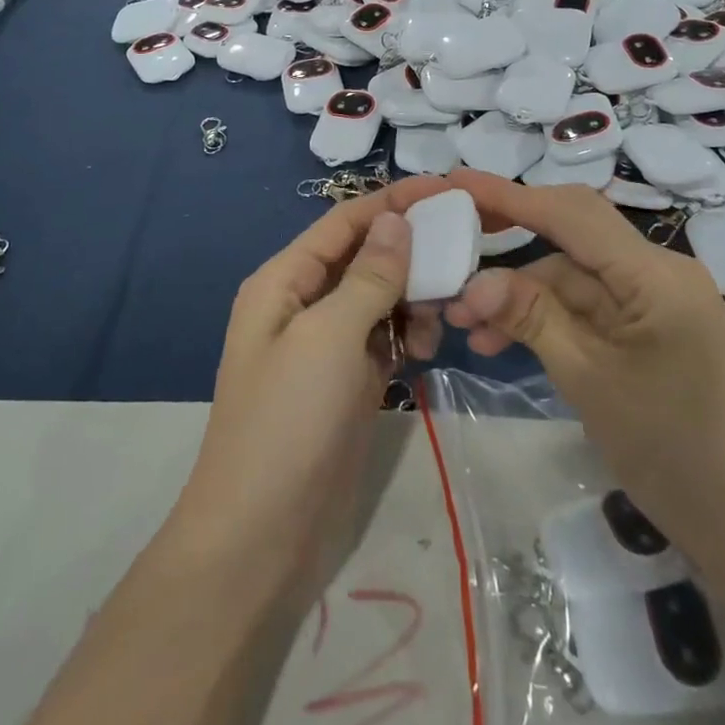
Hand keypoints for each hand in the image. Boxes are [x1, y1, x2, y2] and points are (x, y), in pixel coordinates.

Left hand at [173, 179, 448, 591]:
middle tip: (464, 253)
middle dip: (411, 251)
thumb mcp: (329, 337)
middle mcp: (303, 303)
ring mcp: (325, 344)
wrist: (261, 536)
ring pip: (380, 297)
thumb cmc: (288, 421)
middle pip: (365, 256)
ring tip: (440, 317)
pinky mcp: (346, 380)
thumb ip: (368, 276)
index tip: (447, 189)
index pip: (345, 222)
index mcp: (284, 280)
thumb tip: (395, 218)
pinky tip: (425, 347)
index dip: (393, 201)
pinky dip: (407, 333)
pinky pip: (384, 337)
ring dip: (413, 297)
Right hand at [442, 169, 724, 591]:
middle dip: (510, 237)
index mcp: (654, 273)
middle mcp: (658, 272)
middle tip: (450, 245)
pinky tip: (505, 343)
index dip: (509, 194)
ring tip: (465, 323)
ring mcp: (656, 302)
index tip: (454, 180)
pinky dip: (547, 319)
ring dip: (521, 294)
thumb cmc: (677, 453)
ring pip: (574, 277)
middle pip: (572, 235)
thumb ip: (532, 318)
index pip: (570, 213)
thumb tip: (473, 282)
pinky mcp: (652, 331)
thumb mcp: (590, 381)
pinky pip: (590, 309)